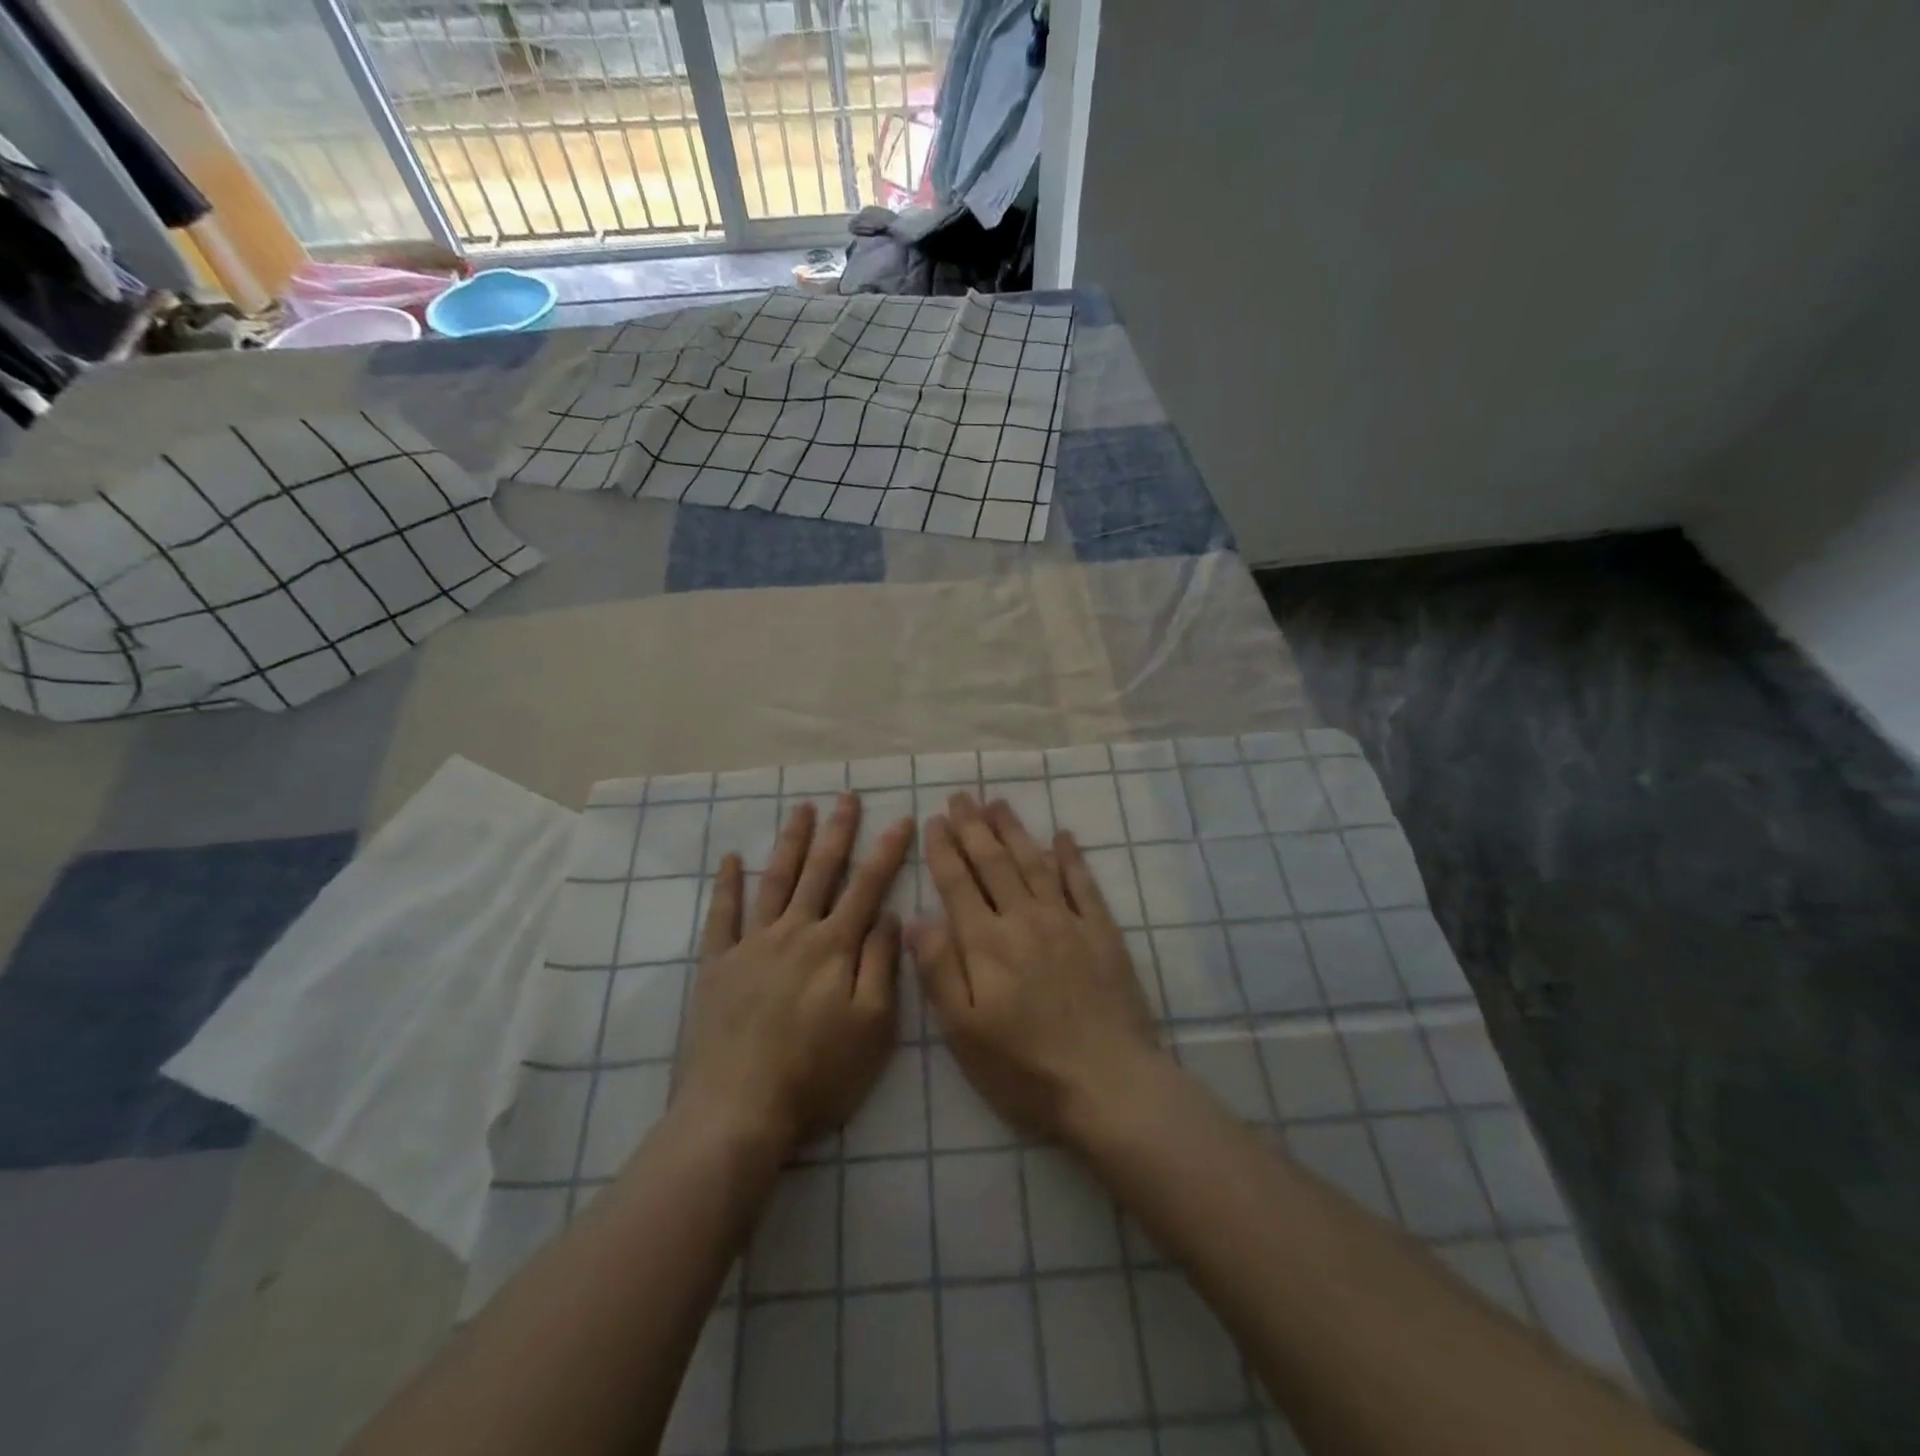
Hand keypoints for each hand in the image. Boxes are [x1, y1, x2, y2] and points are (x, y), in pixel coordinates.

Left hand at [675, 794, 914, 1151]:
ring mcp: (751, 945)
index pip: (867, 887)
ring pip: (775, 881)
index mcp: (834, 946)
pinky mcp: (717, 965)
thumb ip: (881, 965)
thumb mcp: (872, 1026)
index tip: (901, 818)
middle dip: (837, 832)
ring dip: (791, 843)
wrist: (738, 1109)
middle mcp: (793, 932)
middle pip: (820, 872)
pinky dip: (727, 885)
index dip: (886, 852)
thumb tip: (887, 915)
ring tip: (802, 810)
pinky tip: (731, 859)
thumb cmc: (816, 1074)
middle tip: (846, 797)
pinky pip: (722, 915)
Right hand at [912, 793, 1164, 1143]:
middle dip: (974, 827)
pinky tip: (1063, 836)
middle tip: (961, 796)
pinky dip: (1071, 857)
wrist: (1108, 1083)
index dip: (944, 850)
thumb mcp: (964, 1031)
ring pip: (1035, 863)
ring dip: (1015, 830)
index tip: (934, 821)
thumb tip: (918, 919)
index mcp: (986, 943)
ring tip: (998, 803)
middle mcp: (1025, 919)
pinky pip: (1083, 883)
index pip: (958, 884)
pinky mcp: (1102, 933)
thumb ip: (939, 970)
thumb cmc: (1024, 1067)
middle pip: (994, 862)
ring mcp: (1067, 922)